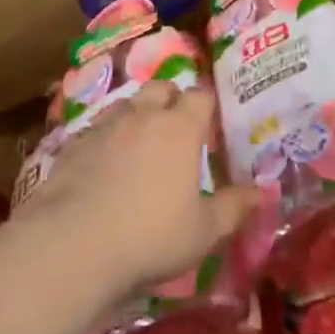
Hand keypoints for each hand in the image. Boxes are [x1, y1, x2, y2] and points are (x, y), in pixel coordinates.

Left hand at [13, 83, 258, 297]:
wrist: (72, 245)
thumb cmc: (150, 236)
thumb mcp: (203, 232)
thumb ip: (233, 207)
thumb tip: (262, 191)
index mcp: (180, 128)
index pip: (200, 96)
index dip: (208, 105)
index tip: (212, 124)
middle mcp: (143, 115)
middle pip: (160, 88)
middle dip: (170, 100)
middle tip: (176, 129)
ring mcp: (104, 126)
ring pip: (125, 104)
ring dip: (136, 115)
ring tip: (139, 144)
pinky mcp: (72, 145)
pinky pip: (95, 130)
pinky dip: (104, 140)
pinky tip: (103, 166)